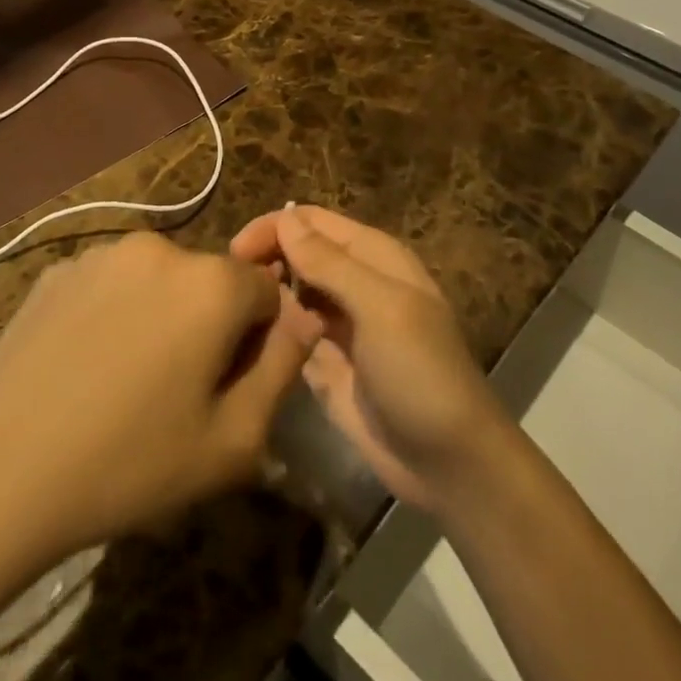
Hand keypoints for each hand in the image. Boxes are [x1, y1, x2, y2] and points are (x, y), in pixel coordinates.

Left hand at [0, 231, 322, 560]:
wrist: (1, 471)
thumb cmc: (131, 463)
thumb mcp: (234, 440)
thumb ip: (284, 369)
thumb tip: (304, 319)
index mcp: (211, 282)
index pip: (267, 290)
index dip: (259, 340)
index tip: (229, 386)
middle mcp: (160, 248)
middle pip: (211, 282)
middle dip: (210, 324)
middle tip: (177, 391)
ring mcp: (102, 254)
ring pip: (160, 280)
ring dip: (161, 315)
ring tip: (126, 380)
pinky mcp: (58, 270)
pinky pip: (111, 284)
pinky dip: (114, 312)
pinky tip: (84, 365)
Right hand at [231, 206, 509, 514]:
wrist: (449, 462)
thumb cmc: (420, 372)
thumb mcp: (380, 308)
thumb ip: (330, 263)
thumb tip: (285, 218)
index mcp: (373, 256)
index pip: (312, 221)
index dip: (273, 228)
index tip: (235, 253)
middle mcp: (354, 282)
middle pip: (298, 253)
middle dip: (265, 259)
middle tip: (231, 288)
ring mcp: (339, 324)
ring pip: (291, 291)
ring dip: (267, 296)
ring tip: (238, 316)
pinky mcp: (326, 362)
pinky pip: (291, 333)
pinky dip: (273, 331)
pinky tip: (253, 343)